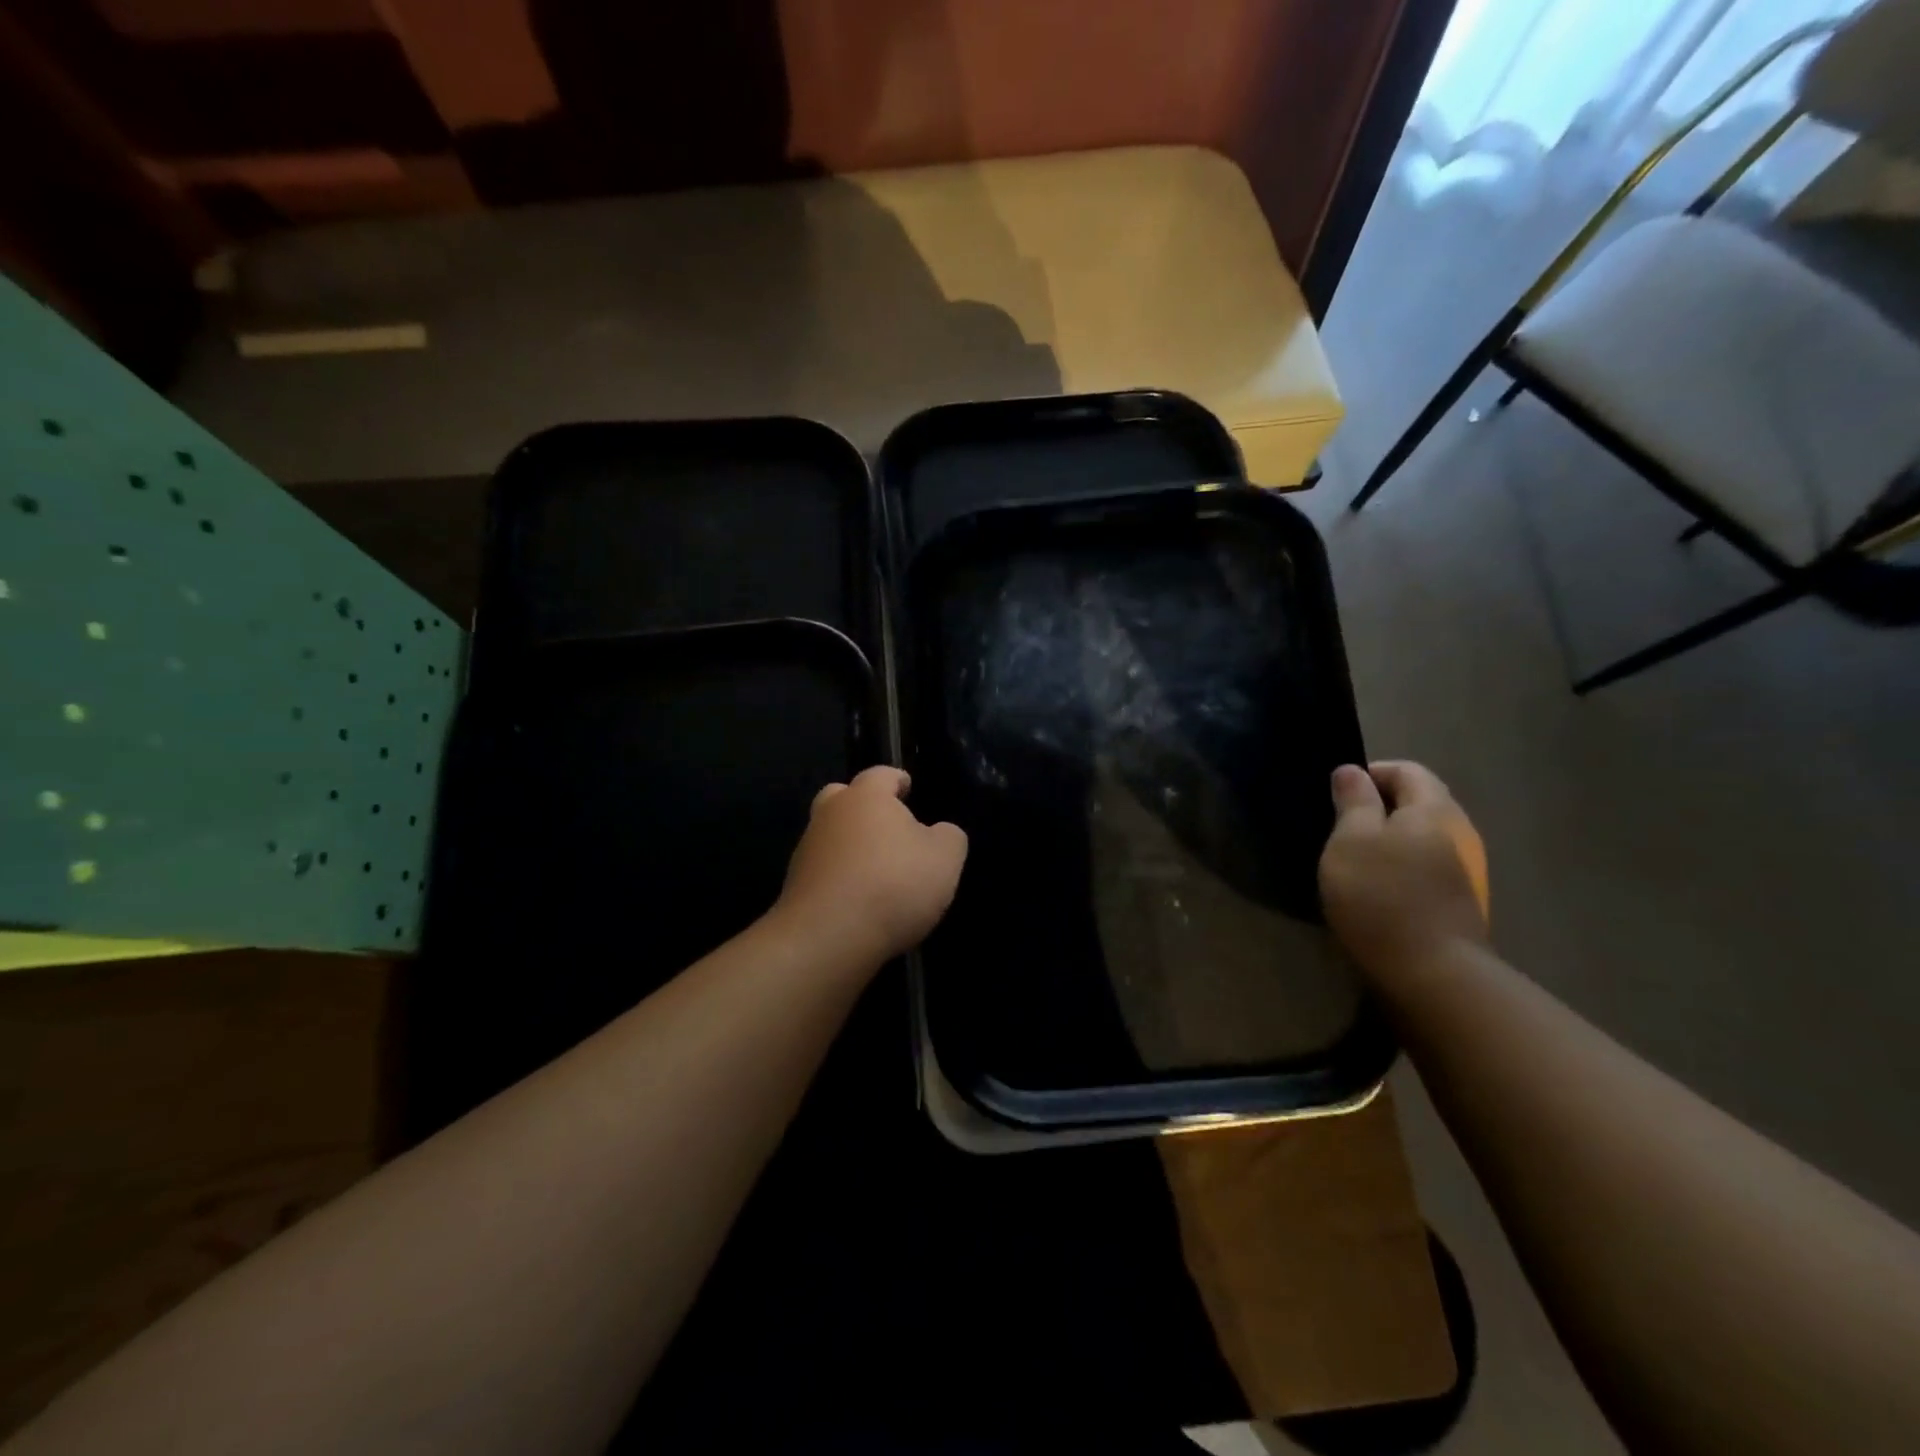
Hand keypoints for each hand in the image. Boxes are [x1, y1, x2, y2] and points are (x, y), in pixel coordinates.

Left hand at [773, 766, 968, 968]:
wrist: (828, 937)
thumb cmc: (893, 885)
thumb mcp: (945, 859)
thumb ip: (948, 836)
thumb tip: (939, 833)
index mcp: (866, 797)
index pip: (881, 774)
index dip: (897, 779)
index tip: (908, 787)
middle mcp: (830, 814)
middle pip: (843, 797)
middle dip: (863, 806)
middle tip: (888, 825)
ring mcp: (807, 850)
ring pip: (830, 834)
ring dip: (850, 844)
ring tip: (877, 869)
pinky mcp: (795, 885)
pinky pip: (823, 870)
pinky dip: (839, 877)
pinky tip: (859, 899)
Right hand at [1319, 761, 1489, 984]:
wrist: (1432, 973)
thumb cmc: (1382, 894)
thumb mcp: (1351, 840)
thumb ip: (1353, 801)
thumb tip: (1352, 771)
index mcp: (1434, 809)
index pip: (1407, 770)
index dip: (1370, 773)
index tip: (1337, 794)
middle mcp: (1460, 832)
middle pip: (1420, 802)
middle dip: (1380, 806)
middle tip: (1341, 826)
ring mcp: (1468, 870)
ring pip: (1424, 837)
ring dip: (1391, 839)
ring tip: (1356, 859)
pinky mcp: (1463, 902)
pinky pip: (1429, 867)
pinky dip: (1403, 866)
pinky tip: (1380, 889)